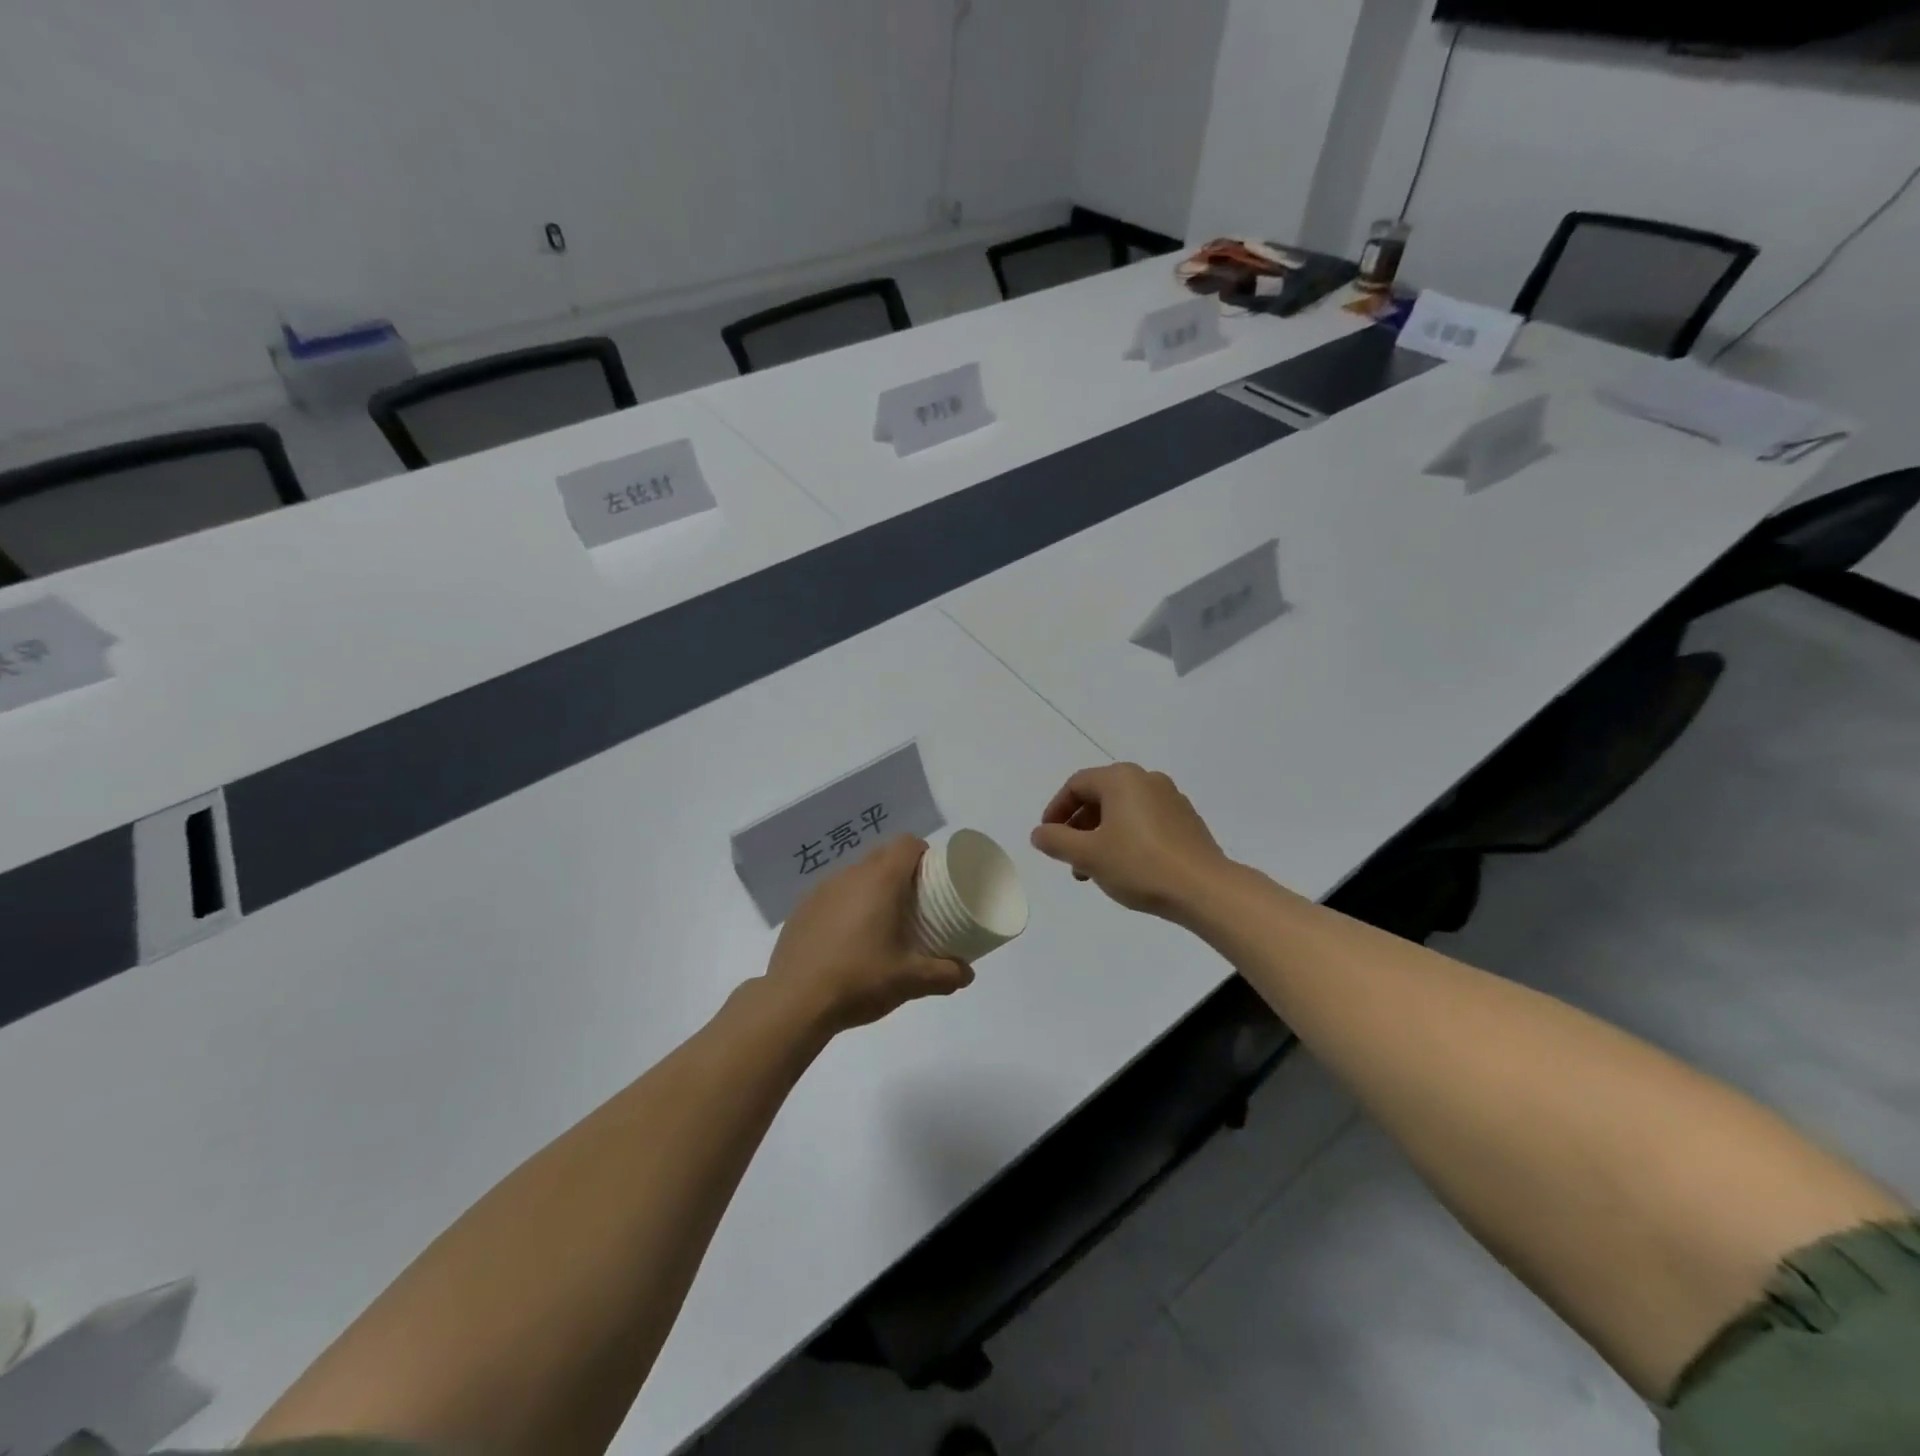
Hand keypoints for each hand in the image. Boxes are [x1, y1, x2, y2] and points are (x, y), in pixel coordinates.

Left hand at [766, 836, 974, 1034]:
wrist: (794, 1002)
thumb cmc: (859, 980)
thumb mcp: (910, 981)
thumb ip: (944, 974)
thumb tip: (967, 974)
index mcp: (880, 880)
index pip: (907, 844)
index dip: (924, 854)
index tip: (933, 879)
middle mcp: (849, 875)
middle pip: (882, 856)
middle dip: (901, 872)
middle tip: (914, 904)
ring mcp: (820, 891)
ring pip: (855, 875)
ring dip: (871, 889)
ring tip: (880, 923)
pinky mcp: (800, 910)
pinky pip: (832, 895)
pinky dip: (845, 907)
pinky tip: (846, 941)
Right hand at [1030, 764, 1230, 918]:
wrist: (1204, 889)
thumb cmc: (1139, 865)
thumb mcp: (1088, 854)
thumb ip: (1056, 841)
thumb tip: (1039, 833)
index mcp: (1121, 779)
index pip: (1076, 785)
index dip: (1056, 810)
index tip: (1047, 837)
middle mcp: (1147, 780)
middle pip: (1100, 797)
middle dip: (1078, 827)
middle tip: (1068, 857)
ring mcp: (1171, 800)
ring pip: (1122, 812)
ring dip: (1100, 836)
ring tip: (1092, 870)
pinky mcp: (1186, 822)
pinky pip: (1145, 822)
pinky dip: (1126, 839)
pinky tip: (1124, 869)